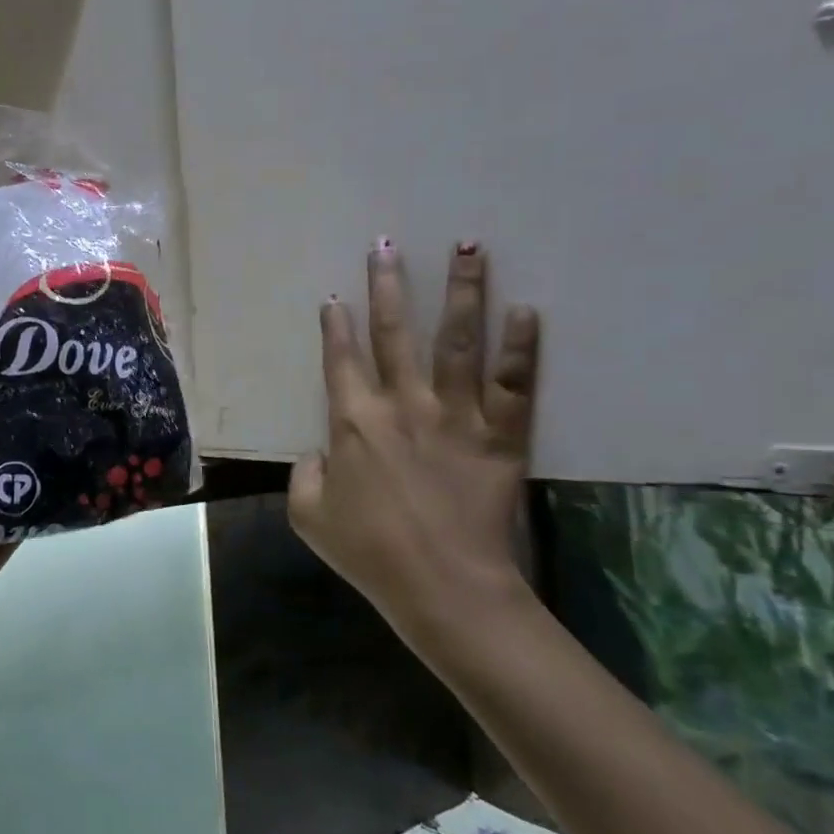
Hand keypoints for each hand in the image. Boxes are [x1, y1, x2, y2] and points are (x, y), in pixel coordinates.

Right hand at [288, 240, 540, 647]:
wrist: (444, 589)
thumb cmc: (369, 553)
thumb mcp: (310, 517)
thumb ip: (305, 475)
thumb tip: (319, 452)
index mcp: (353, 422)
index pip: (341, 361)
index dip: (335, 326)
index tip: (335, 297)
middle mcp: (403, 405)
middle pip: (394, 333)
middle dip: (388, 286)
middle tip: (386, 245)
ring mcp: (455, 415)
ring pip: (457, 341)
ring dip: (462, 292)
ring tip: (468, 247)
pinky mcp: (500, 436)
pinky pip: (513, 384)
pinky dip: (521, 347)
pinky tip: (528, 311)